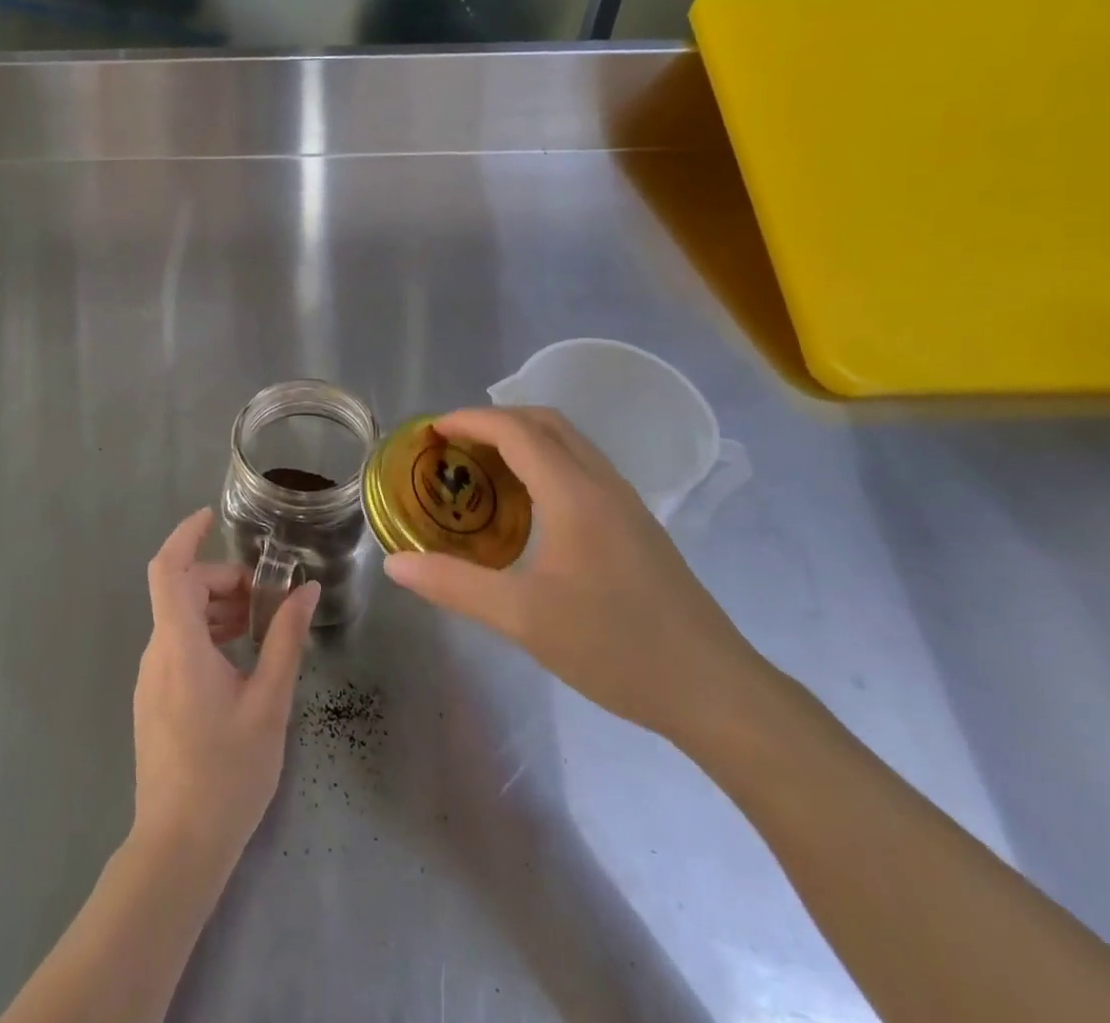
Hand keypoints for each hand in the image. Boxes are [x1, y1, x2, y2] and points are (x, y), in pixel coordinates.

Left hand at [133, 508, 318, 865]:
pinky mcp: (154, 698)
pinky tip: (239, 662)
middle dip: (223, 580)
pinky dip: (208, 634)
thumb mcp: (268, 702)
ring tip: (259, 630)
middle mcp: (157, 653)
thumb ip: (286, 639)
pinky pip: (177, 645)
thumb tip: (307, 590)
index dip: (186, 535)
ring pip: (180, 618)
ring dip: (218, 608)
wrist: (178, 848)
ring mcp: (151, 677)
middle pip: (183, 590)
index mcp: (179, 645)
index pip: (168, 569)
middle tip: (265, 600)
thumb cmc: (227, 772)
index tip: (212, 517)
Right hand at [382, 406, 766, 743]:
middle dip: (495, 421)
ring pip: (570, 443)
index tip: (432, 431)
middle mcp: (602, 483)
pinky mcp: (637, 525)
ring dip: (524, 439)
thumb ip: (455, 585)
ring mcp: (626, 503)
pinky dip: (546, 462)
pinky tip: (530, 506)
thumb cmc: (615, 647)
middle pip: (546, 422)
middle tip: (454, 445)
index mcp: (573, 493)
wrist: (713, 689)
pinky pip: (583, 468)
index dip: (470, 420)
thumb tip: (395, 563)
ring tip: (484, 468)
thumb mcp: (523, 619)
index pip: (516, 431)